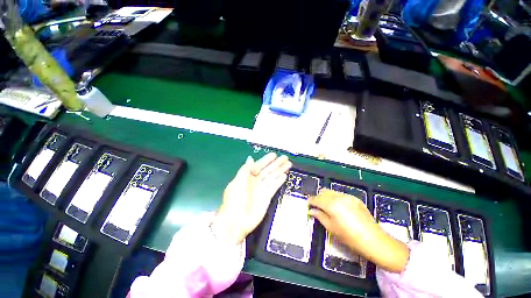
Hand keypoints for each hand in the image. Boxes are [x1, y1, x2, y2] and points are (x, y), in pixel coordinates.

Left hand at [211, 153, 291, 245]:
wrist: (236, 222)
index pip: (259, 165)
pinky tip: (284, 175)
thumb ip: (245, 170)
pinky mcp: (267, 197)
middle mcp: (255, 181)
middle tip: (285, 157)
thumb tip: (250, 158)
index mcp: (247, 177)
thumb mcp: (237, 183)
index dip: (266, 160)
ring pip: (273, 177)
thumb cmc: (234, 201)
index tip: (274, 155)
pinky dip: (279, 181)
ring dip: (280, 170)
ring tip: (288, 164)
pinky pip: (274, 187)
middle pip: (268, 170)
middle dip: (276, 164)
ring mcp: (262, 189)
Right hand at [309, 189, 409, 272]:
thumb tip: (311, 210)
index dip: (311, 201)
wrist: (374, 240)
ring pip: (332, 192)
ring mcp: (348, 196)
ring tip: (328, 207)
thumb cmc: (350, 237)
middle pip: (323, 192)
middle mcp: (338, 197)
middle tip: (317, 207)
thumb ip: (320, 216)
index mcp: (331, 204)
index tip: (308, 204)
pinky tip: (339, 208)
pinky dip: (336, 198)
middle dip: (318, 197)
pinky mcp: (355, 198)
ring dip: (327, 197)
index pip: (316, 199)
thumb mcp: (331, 228)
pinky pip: (340, 195)